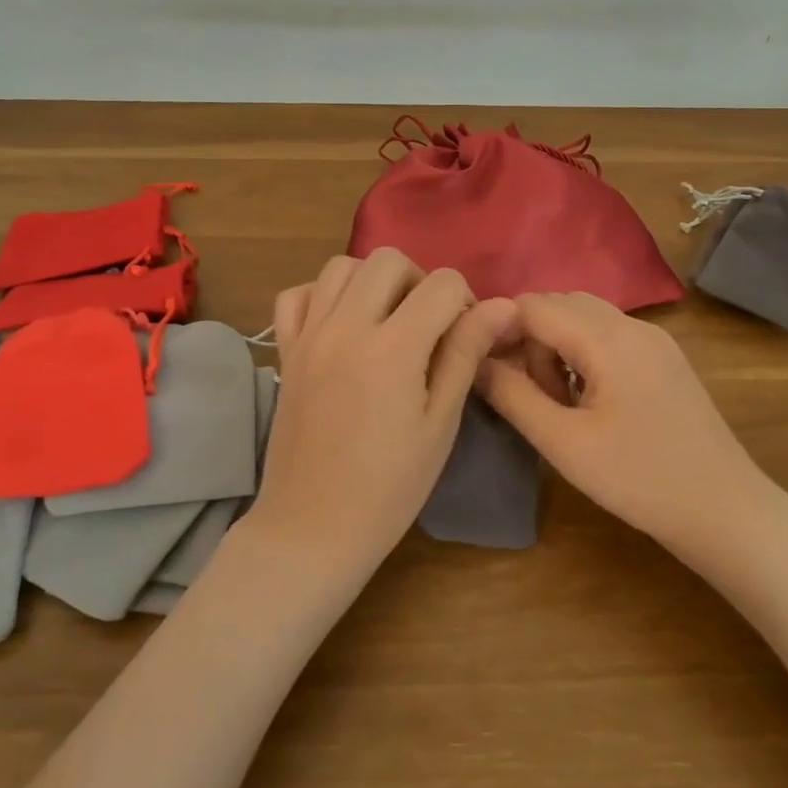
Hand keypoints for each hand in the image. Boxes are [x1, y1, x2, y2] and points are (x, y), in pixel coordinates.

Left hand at [247, 250, 516, 576]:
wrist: (312, 528)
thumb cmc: (389, 486)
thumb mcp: (440, 423)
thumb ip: (465, 354)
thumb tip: (502, 306)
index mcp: (392, 348)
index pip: (441, 284)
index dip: (466, 302)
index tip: (466, 336)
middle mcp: (346, 327)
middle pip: (388, 259)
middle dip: (420, 281)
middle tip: (429, 326)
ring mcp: (309, 336)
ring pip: (341, 266)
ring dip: (372, 281)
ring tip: (386, 321)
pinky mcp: (286, 351)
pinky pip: (297, 295)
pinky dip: (323, 296)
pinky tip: (341, 325)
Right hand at [477, 292, 787, 556]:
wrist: (725, 511)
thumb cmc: (639, 480)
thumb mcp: (564, 443)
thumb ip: (512, 396)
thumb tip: (474, 361)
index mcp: (609, 338)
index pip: (534, 304)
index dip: (501, 329)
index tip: (486, 369)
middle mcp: (633, 325)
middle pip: (560, 304)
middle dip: (531, 340)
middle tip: (531, 395)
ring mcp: (654, 340)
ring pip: (584, 318)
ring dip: (557, 347)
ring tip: (560, 404)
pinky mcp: (664, 358)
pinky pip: (609, 336)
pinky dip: (584, 355)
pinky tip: (590, 403)